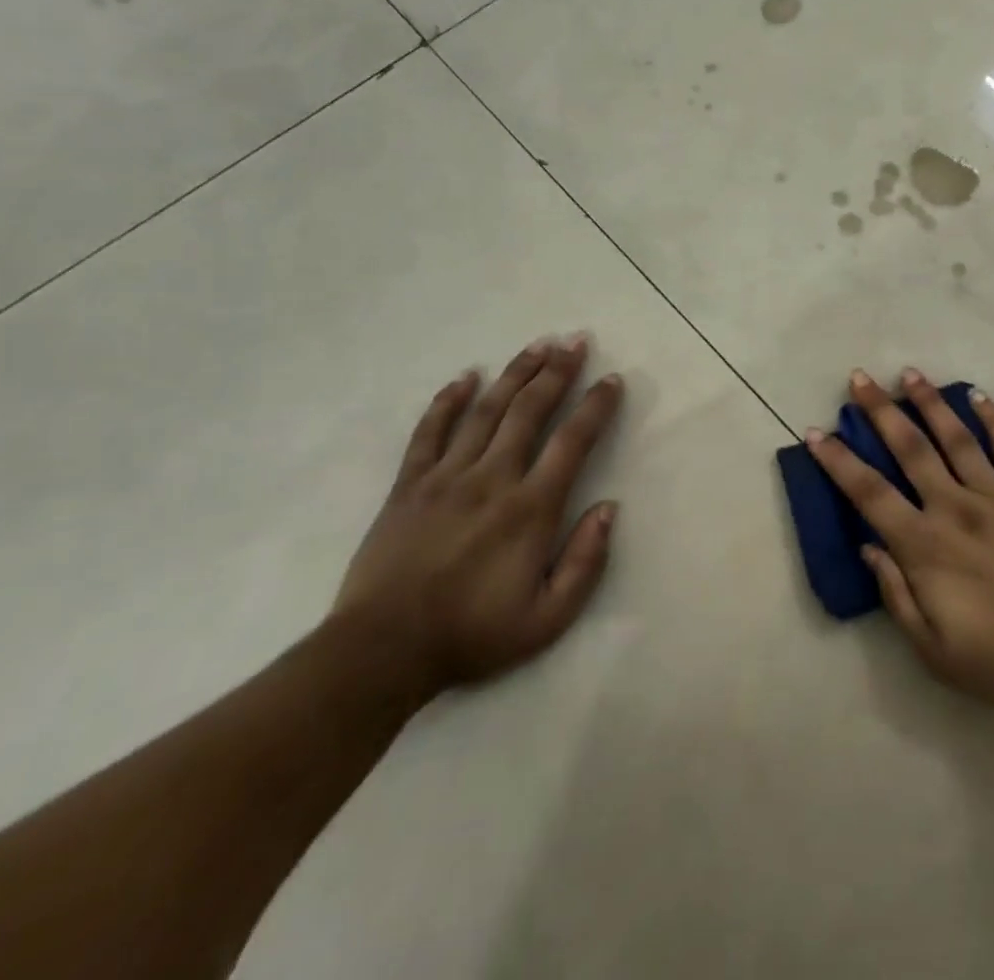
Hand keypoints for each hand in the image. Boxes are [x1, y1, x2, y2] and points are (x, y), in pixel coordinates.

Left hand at [331, 334, 623, 700]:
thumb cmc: (472, 635)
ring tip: (537, 345)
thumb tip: (608, 507)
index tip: (612, 380)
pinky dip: (447, 401)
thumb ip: (586, 561)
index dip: (596, 406)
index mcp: (530, 508)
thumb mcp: (548, 618)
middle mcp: (492, 478)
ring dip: (514, 374)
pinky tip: (464, 377)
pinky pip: (429, 432)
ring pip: (486, 411)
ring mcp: (446, 477)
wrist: (381, 653)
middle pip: (530, 411)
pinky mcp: (409, 486)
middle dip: (557, 371)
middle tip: (576, 340)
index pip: (572, 441)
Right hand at [807, 368, 993, 713]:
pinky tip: (977, 395)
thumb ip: (897, 596)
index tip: (817, 432)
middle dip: (880, 411)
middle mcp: (954, 507)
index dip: (838, 461)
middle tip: (860, 379)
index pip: (869, 494)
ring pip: (955, 438)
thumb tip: (869, 547)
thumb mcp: (936, 651)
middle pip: (909, 449)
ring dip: (929, 403)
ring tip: (909, 373)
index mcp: (925, 546)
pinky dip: (993, 418)